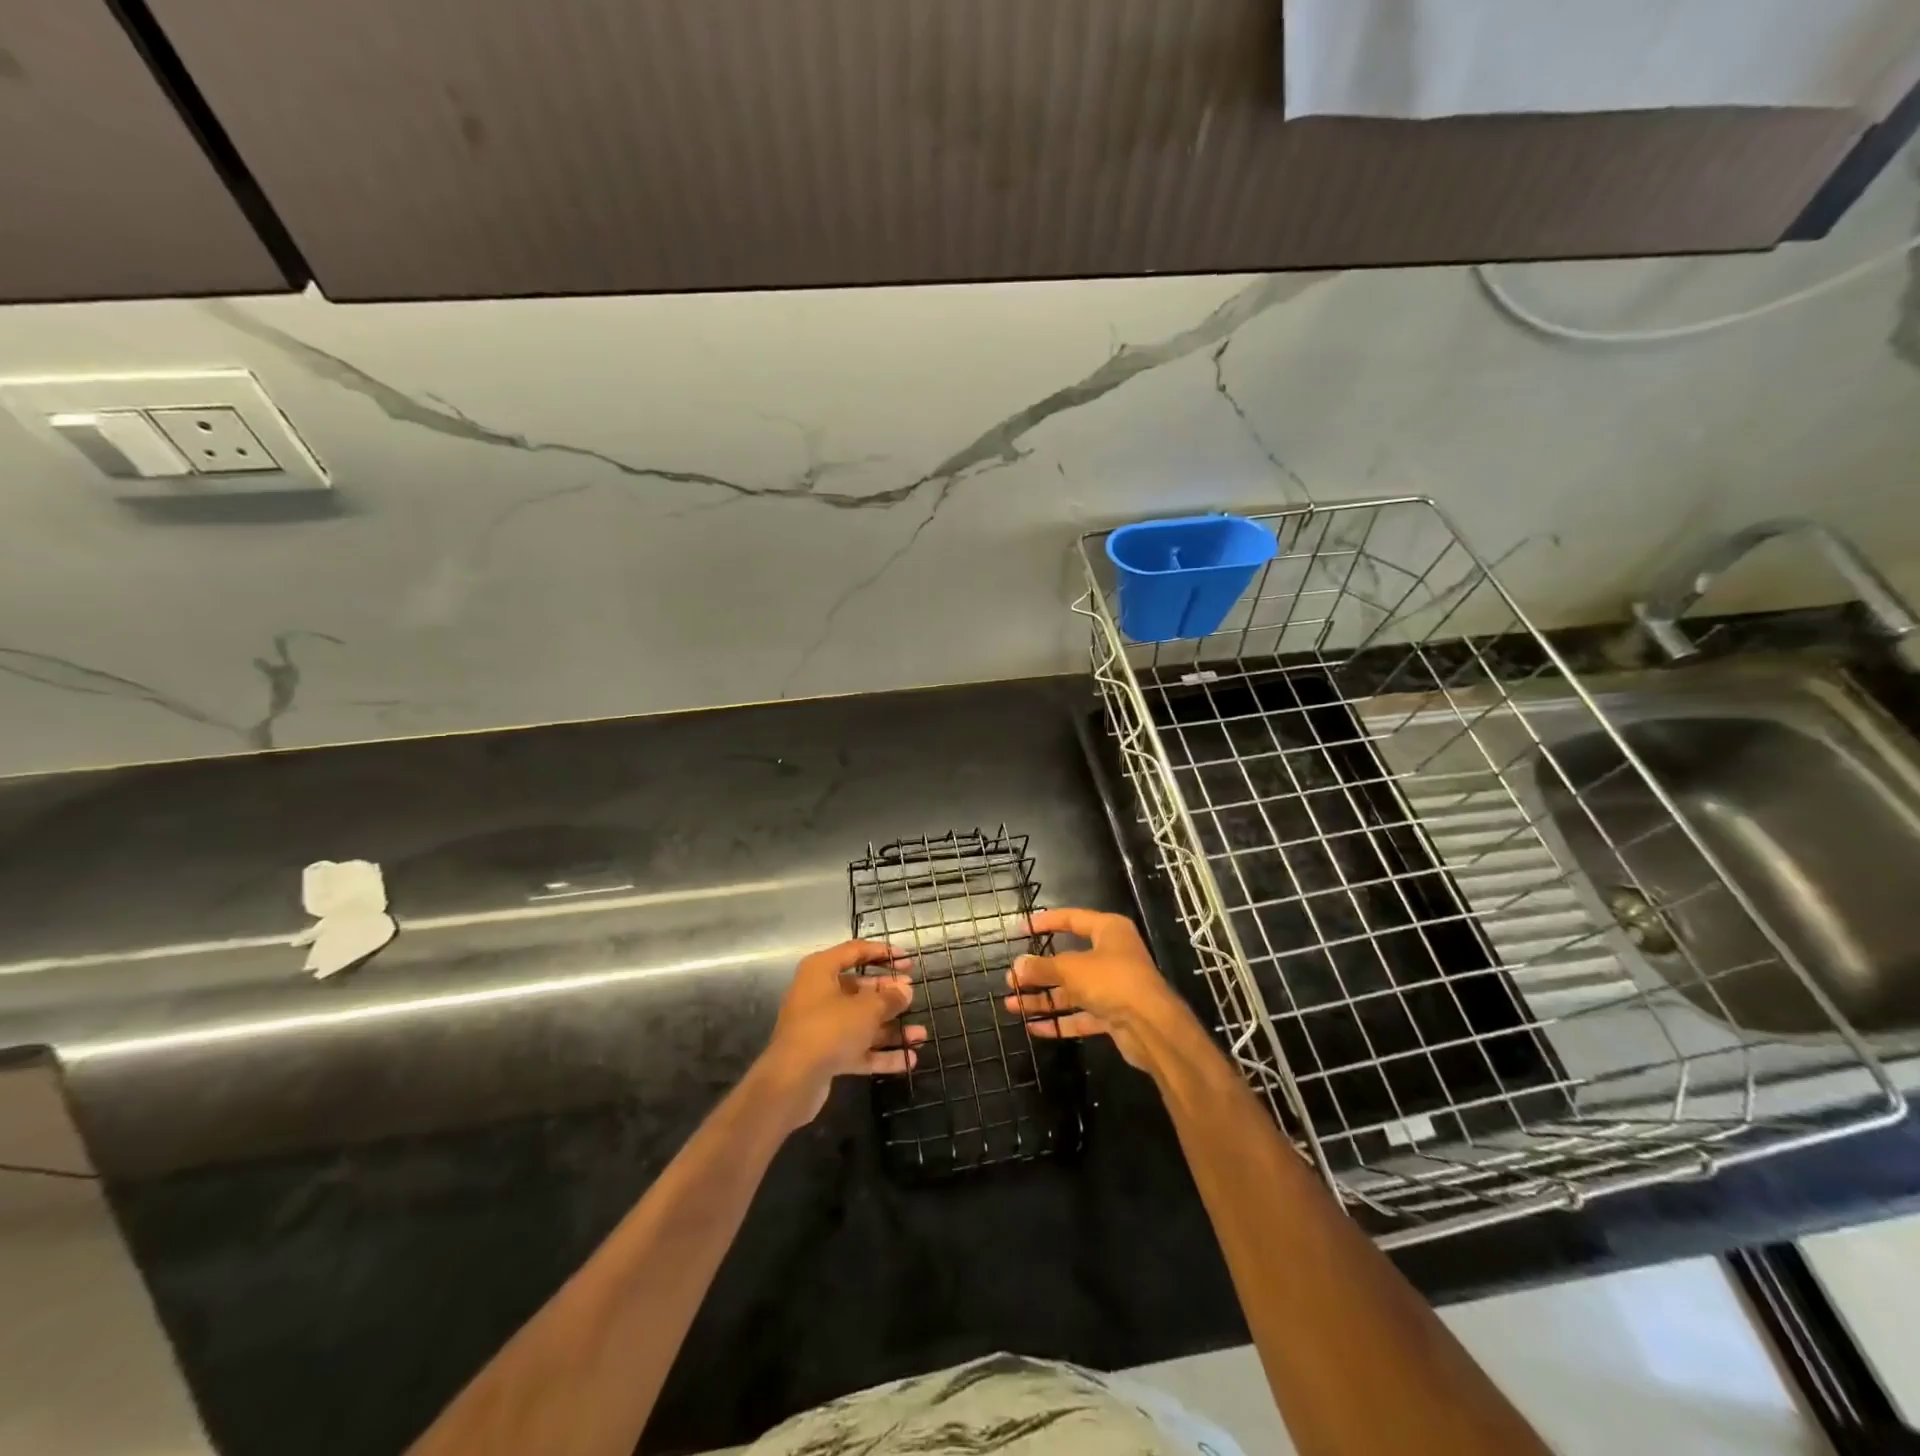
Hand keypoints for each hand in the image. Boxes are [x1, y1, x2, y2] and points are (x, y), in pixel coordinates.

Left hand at [762, 939, 926, 1125]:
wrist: (791, 1081)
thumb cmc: (829, 1029)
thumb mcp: (866, 1009)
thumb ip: (889, 998)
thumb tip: (905, 990)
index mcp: (821, 970)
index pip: (855, 951)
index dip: (882, 952)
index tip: (907, 960)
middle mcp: (819, 994)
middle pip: (859, 989)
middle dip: (888, 994)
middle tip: (912, 995)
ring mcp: (821, 1026)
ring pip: (861, 1022)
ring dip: (890, 1029)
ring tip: (920, 1035)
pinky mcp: (825, 1055)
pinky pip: (857, 1048)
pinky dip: (880, 1053)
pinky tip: (909, 1060)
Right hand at [1003, 908, 1191, 1070]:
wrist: (1152, 1027)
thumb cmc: (1112, 981)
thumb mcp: (1072, 969)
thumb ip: (1042, 968)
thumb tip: (1017, 966)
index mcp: (1108, 931)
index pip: (1071, 919)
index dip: (1044, 922)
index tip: (1020, 930)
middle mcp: (1112, 955)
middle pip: (1068, 960)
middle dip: (1038, 972)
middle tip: (1010, 979)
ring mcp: (1113, 987)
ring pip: (1072, 990)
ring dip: (1043, 999)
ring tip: (1012, 1004)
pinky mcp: (1114, 1015)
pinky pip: (1080, 1015)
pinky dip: (1059, 1021)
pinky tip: (1033, 1028)